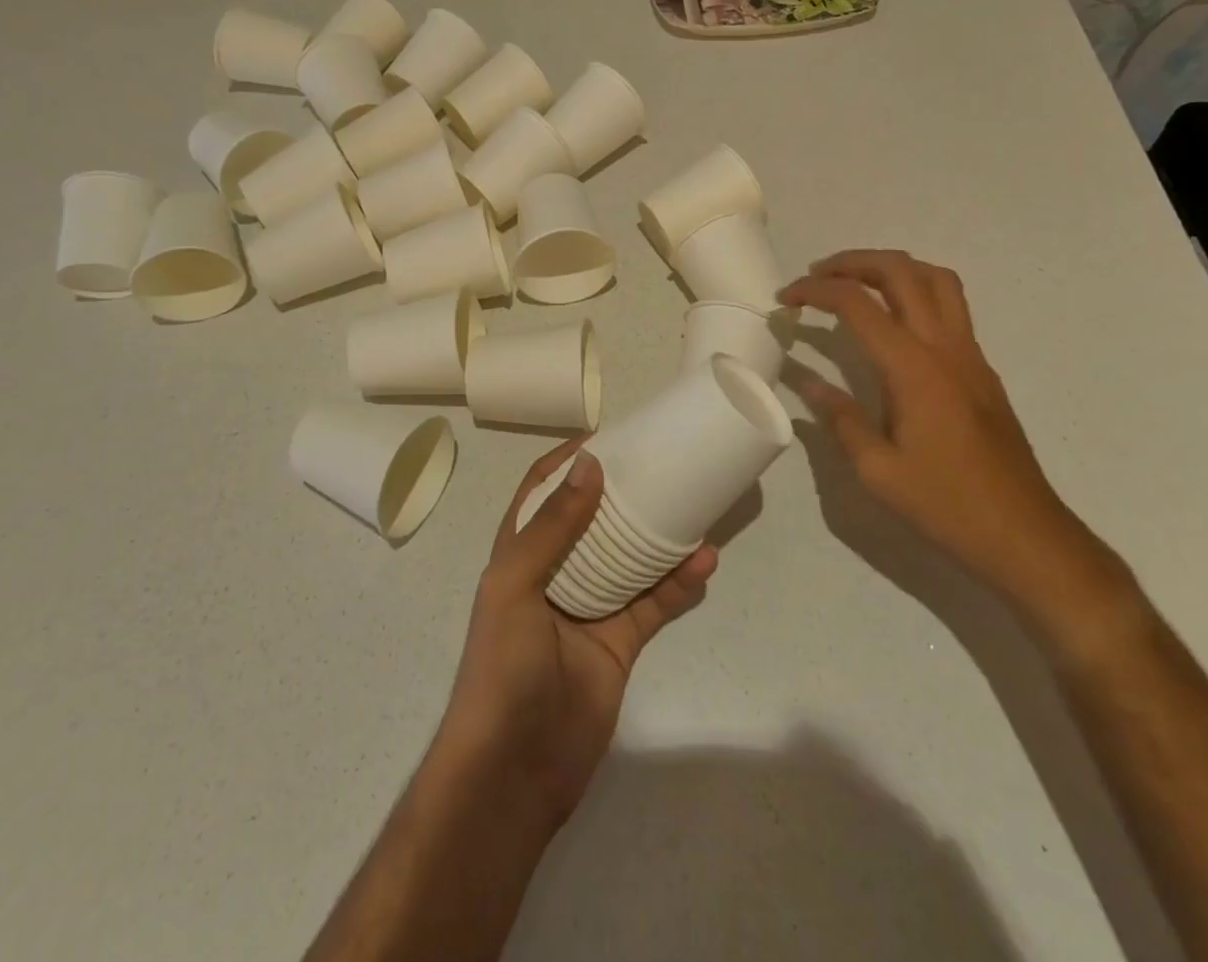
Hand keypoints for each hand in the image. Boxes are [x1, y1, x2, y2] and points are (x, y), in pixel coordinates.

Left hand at [439, 440, 717, 826]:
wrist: (515, 771)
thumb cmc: (502, 666)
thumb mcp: (515, 585)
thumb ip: (553, 527)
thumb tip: (591, 462)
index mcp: (519, 555)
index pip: (541, 493)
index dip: (567, 462)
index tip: (607, 435)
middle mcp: (555, 574)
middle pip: (592, 520)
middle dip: (621, 491)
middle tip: (660, 461)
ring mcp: (590, 608)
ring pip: (630, 558)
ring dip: (658, 534)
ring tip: (693, 503)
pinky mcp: (621, 643)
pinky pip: (654, 603)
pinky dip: (679, 583)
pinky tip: (704, 562)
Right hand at [780, 250, 1092, 604]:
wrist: (1025, 535)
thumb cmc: (946, 505)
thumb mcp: (876, 470)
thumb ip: (839, 418)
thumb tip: (808, 384)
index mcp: (913, 368)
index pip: (857, 304)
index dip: (815, 290)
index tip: (784, 299)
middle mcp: (945, 347)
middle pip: (901, 272)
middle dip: (853, 262)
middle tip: (816, 276)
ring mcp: (970, 355)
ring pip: (936, 279)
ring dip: (891, 268)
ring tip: (856, 284)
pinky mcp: (982, 370)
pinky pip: (951, 306)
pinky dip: (915, 292)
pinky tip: (891, 324)